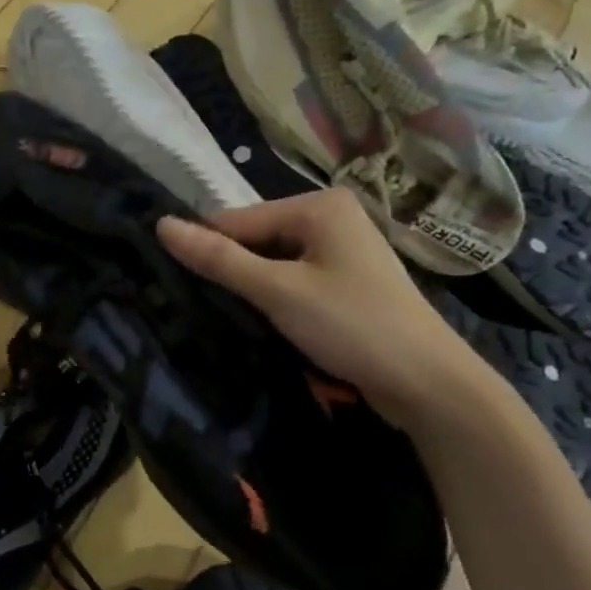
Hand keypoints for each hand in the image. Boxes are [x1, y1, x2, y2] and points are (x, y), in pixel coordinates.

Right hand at [157, 188, 486, 429]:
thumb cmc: (353, 326)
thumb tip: (161, 225)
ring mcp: (343, 251)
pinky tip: (262, 324)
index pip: (238, 219)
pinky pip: (294, 281)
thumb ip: (219, 259)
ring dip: (252, 290)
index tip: (172, 283)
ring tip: (225, 319)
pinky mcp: (347, 282)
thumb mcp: (278, 291)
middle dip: (233, 272)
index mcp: (319, 205)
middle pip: (257, 240)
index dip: (207, 250)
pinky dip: (276, 300)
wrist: (429, 384)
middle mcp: (332, 218)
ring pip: (273, 264)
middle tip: (200, 308)